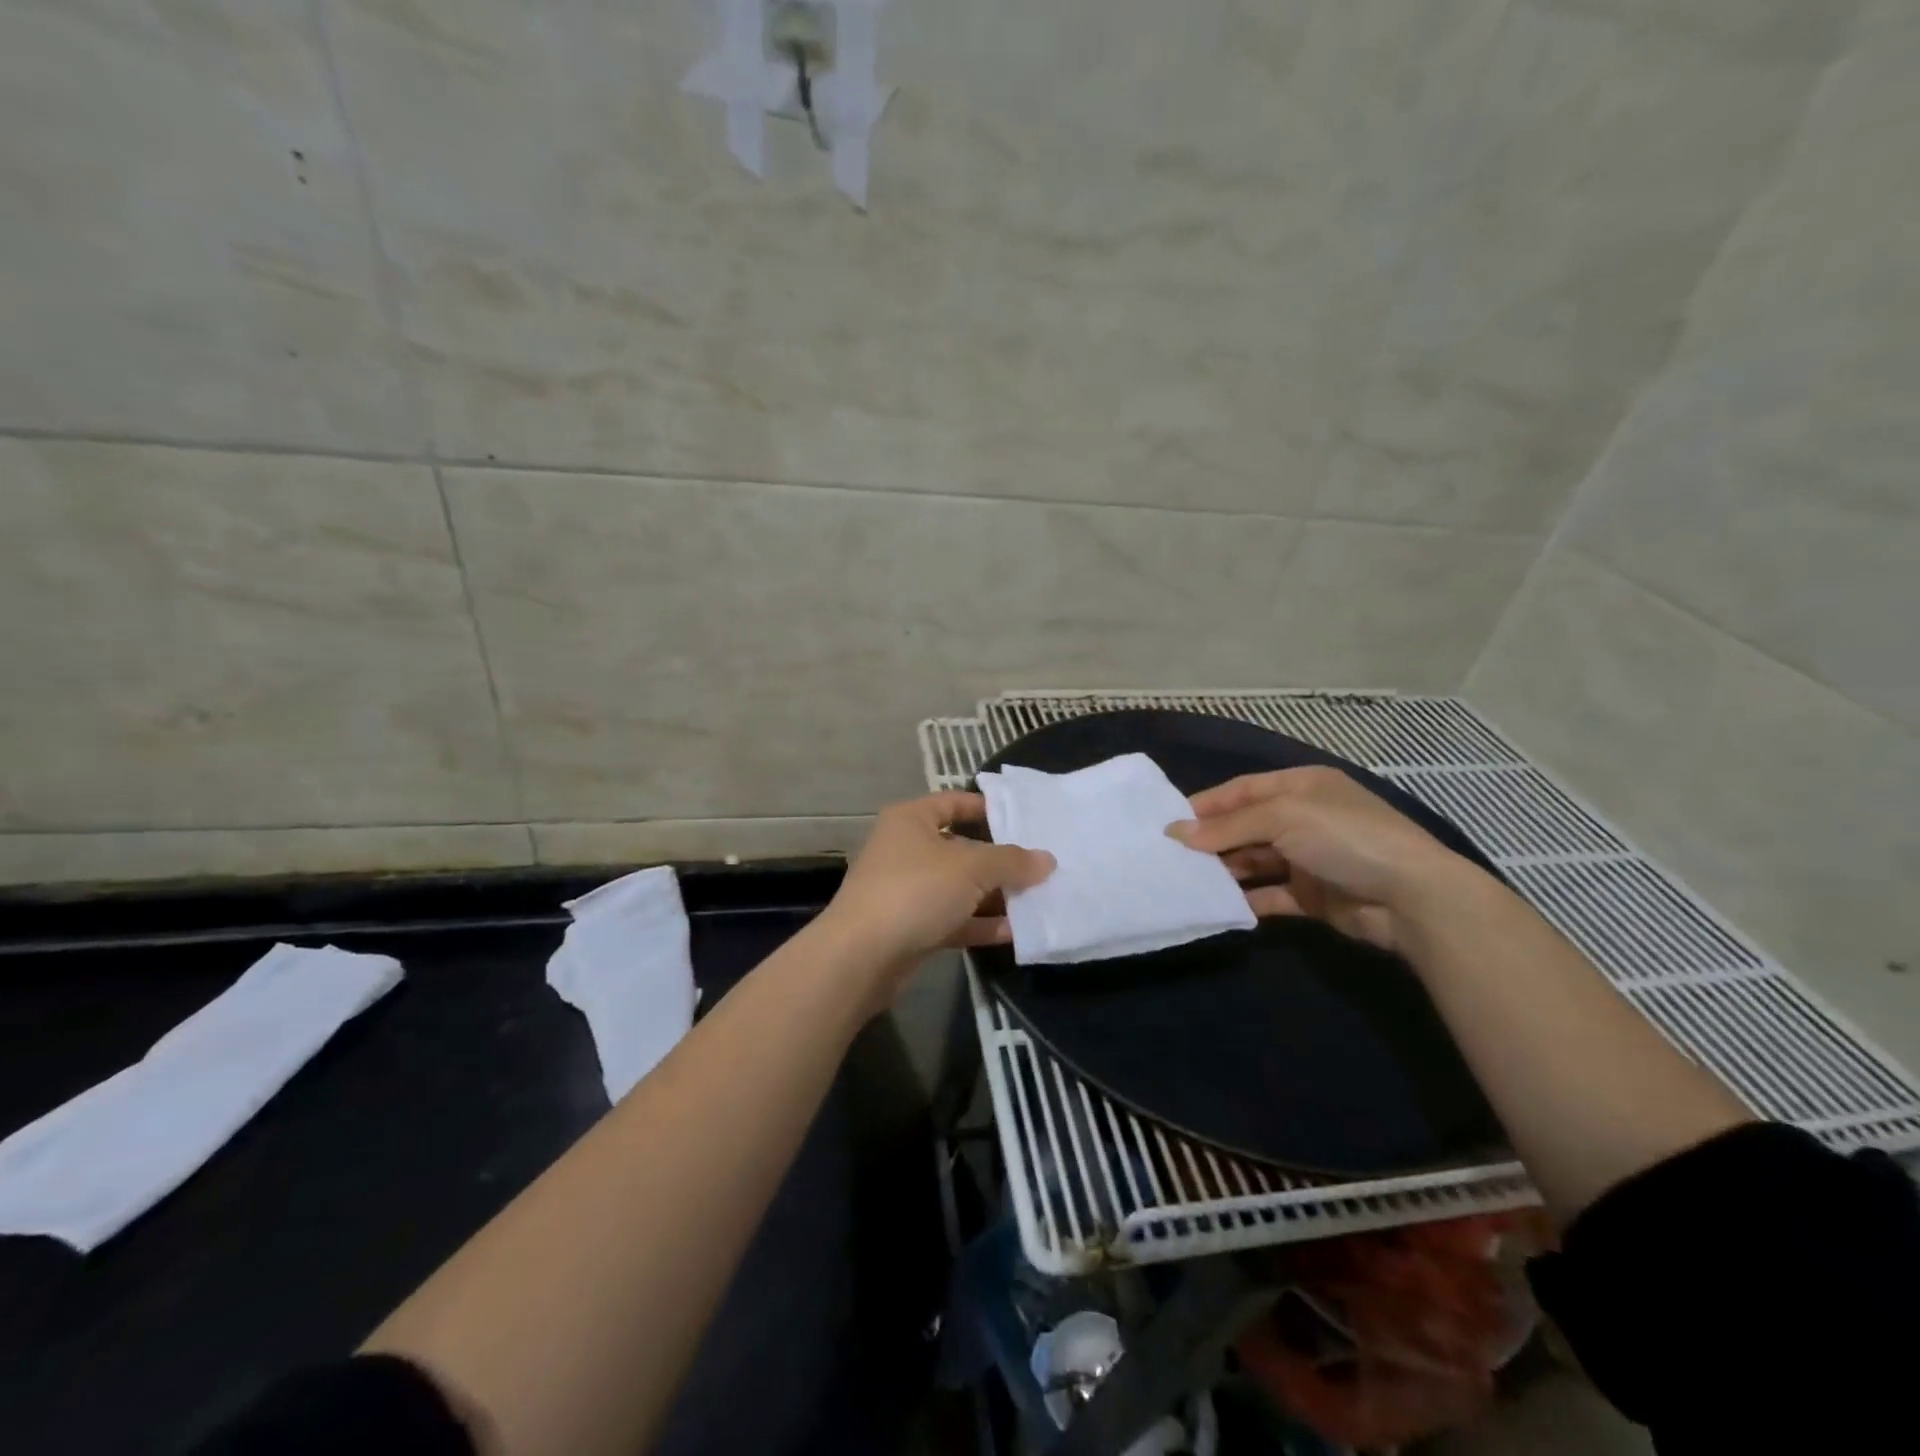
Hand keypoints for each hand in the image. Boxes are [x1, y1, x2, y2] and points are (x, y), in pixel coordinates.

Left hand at [823, 792, 1054, 969]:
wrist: (860, 957)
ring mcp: (907, 890)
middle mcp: (906, 849)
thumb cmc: (915, 892)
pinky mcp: (910, 927)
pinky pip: (953, 919)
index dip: (988, 808)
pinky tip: (1017, 933)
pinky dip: (981, 924)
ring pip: (959, 887)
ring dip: (995, 895)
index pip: (954, 802)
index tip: (1024, 819)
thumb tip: (1047, 860)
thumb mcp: (971, 868)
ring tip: (1039, 899)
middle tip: (1042, 864)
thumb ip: (1011, 861)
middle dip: (1000, 859)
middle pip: (962, 847)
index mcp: (911, 820)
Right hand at [1169, 766, 1477, 951]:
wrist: (1412, 898)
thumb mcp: (1283, 818)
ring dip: (1225, 869)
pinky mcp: (1312, 896)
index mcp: (1301, 787)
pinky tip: (1219, 905)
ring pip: (1254, 860)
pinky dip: (1246, 899)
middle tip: (1171, 855)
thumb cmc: (1345, 838)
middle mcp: (1303, 819)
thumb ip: (1228, 827)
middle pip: (1245, 826)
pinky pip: (1270, 894)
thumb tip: (1176, 833)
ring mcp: (1308, 858)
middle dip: (1211, 839)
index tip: (1169, 822)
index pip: (1242, 790)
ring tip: (1187, 880)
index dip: (1207, 805)